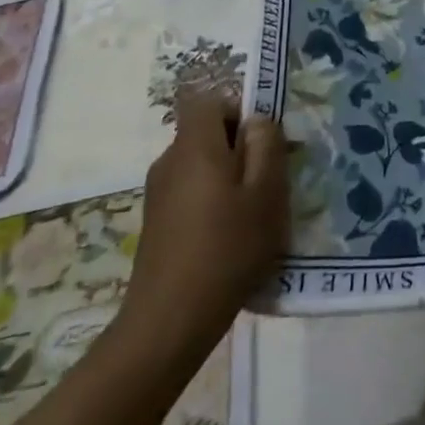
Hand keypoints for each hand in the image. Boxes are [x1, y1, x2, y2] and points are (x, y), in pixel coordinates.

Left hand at [118, 91, 287, 365]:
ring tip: (252, 215)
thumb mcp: (265, 193)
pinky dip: (211, 203)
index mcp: (195, 146)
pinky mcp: (156, 223)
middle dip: (239, 148)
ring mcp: (158, 194)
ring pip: (200, 165)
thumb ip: (266, 146)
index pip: (210, 101)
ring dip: (227, 179)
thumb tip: (257, 120)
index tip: (263, 142)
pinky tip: (229, 240)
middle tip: (268, 181)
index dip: (238, 110)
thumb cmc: (226, 249)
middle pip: (207, 133)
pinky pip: (190, 193)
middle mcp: (169, 160)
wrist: (168, 323)